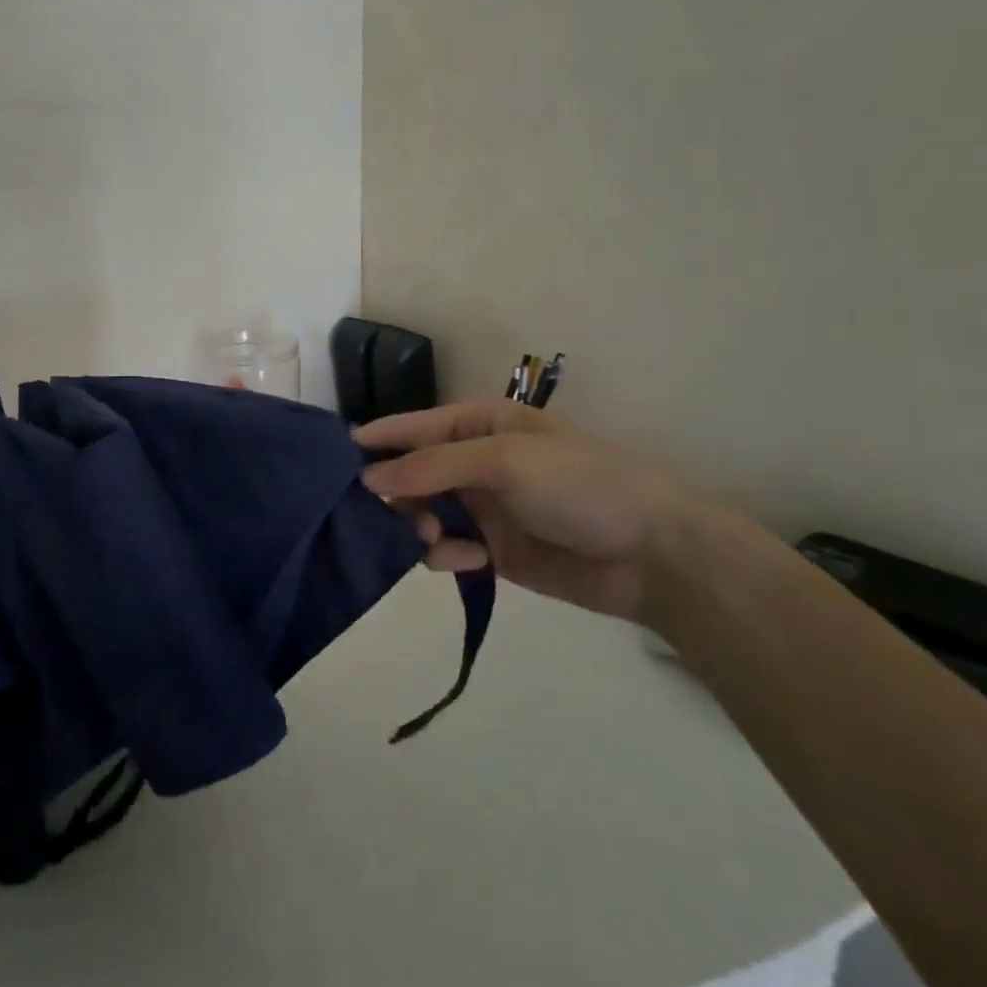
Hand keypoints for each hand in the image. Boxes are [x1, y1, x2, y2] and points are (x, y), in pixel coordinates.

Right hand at [357, 402, 702, 625]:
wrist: (653, 554)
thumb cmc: (579, 485)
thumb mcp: (504, 460)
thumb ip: (432, 466)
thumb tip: (367, 478)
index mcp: (481, 424)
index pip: (414, 427)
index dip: (376, 439)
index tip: (333, 458)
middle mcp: (474, 462)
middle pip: (411, 473)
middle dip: (396, 492)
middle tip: (387, 513)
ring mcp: (482, 507)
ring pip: (421, 513)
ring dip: (418, 525)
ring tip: (434, 540)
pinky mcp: (490, 550)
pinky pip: (445, 548)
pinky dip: (445, 554)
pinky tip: (468, 561)